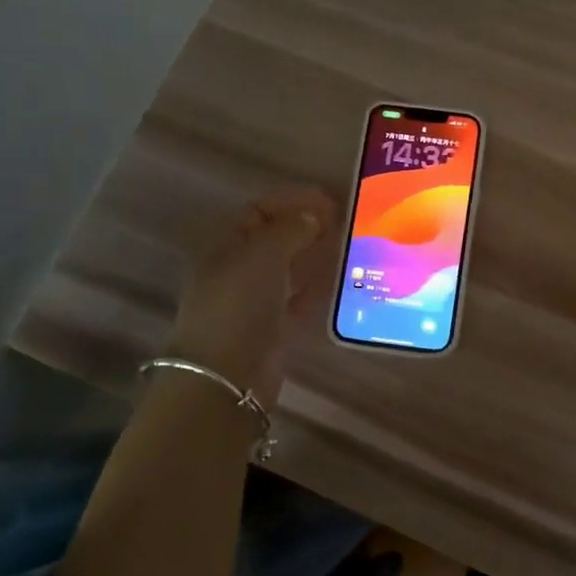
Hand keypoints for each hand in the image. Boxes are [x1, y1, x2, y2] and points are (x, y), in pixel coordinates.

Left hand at [168, 186, 338, 408]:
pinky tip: (343, 278)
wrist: (226, 375)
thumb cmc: (238, 304)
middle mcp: (239, 268)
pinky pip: (300, 298)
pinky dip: (319, 286)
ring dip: (316, 253)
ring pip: (290, 267)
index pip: (259, 210)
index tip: (329, 200)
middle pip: (275, 237)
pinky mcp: (274, 326)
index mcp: (225, 244)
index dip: (292, 201)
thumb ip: (290, 230)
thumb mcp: (263, 255)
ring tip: (350, 244)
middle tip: (345, 220)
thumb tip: (312, 217)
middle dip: (308, 225)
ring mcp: (256, 299)